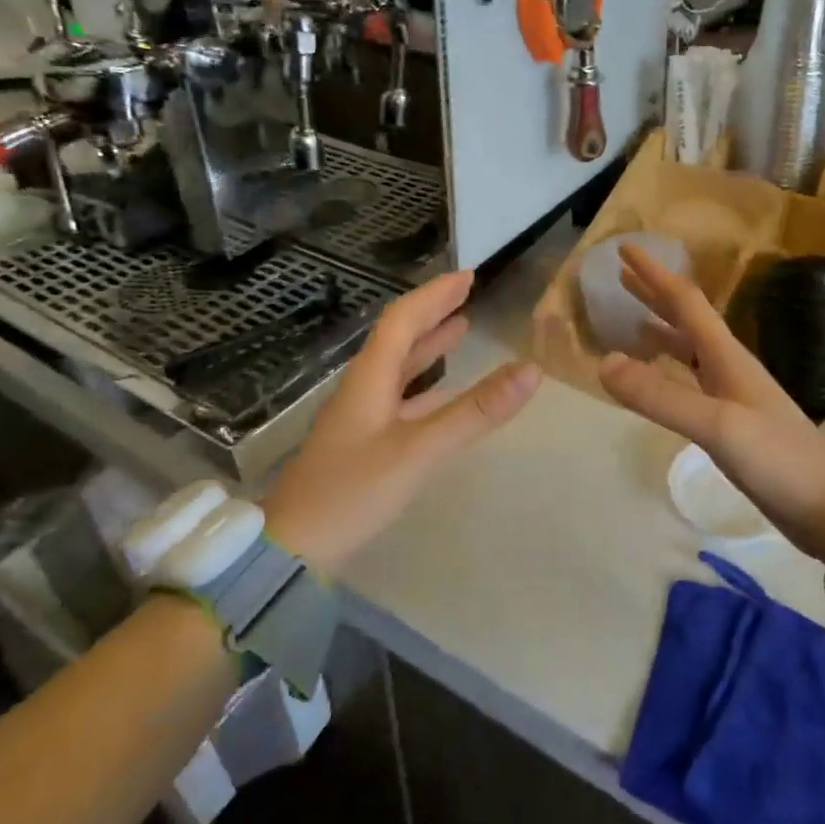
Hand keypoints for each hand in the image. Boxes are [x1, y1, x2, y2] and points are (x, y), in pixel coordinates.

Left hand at [265, 270, 540, 573]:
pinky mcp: (363, 441)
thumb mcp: (419, 450)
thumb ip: (475, 412)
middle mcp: (364, 387)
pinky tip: (441, 392)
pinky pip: (400, 396)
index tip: (468, 277)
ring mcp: (361, 416)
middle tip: (466, 294)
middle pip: (399, 337)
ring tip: (459, 328)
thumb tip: (531, 370)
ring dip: (428, 344)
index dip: (435, 296)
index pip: (403, 320)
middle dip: (432, 312)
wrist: (292, 546)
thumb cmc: (352, 492)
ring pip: (398, 366)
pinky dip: (425, 383)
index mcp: (370, 378)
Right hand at [597, 245, 824, 576]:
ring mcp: (732, 395)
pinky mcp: (732, 423)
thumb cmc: (779, 459)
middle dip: (654, 294)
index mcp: (727, 355)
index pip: (685, 301)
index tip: (624, 248)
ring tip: (630, 322)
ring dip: (661, 329)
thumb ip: (660, 396)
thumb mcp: (717, 426)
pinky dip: (668, 369)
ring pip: (689, 349)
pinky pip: (690, 381)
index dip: (654, 273)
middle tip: (620, 277)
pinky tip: (659, 379)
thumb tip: (604, 362)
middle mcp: (729, 366)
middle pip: (687, 318)